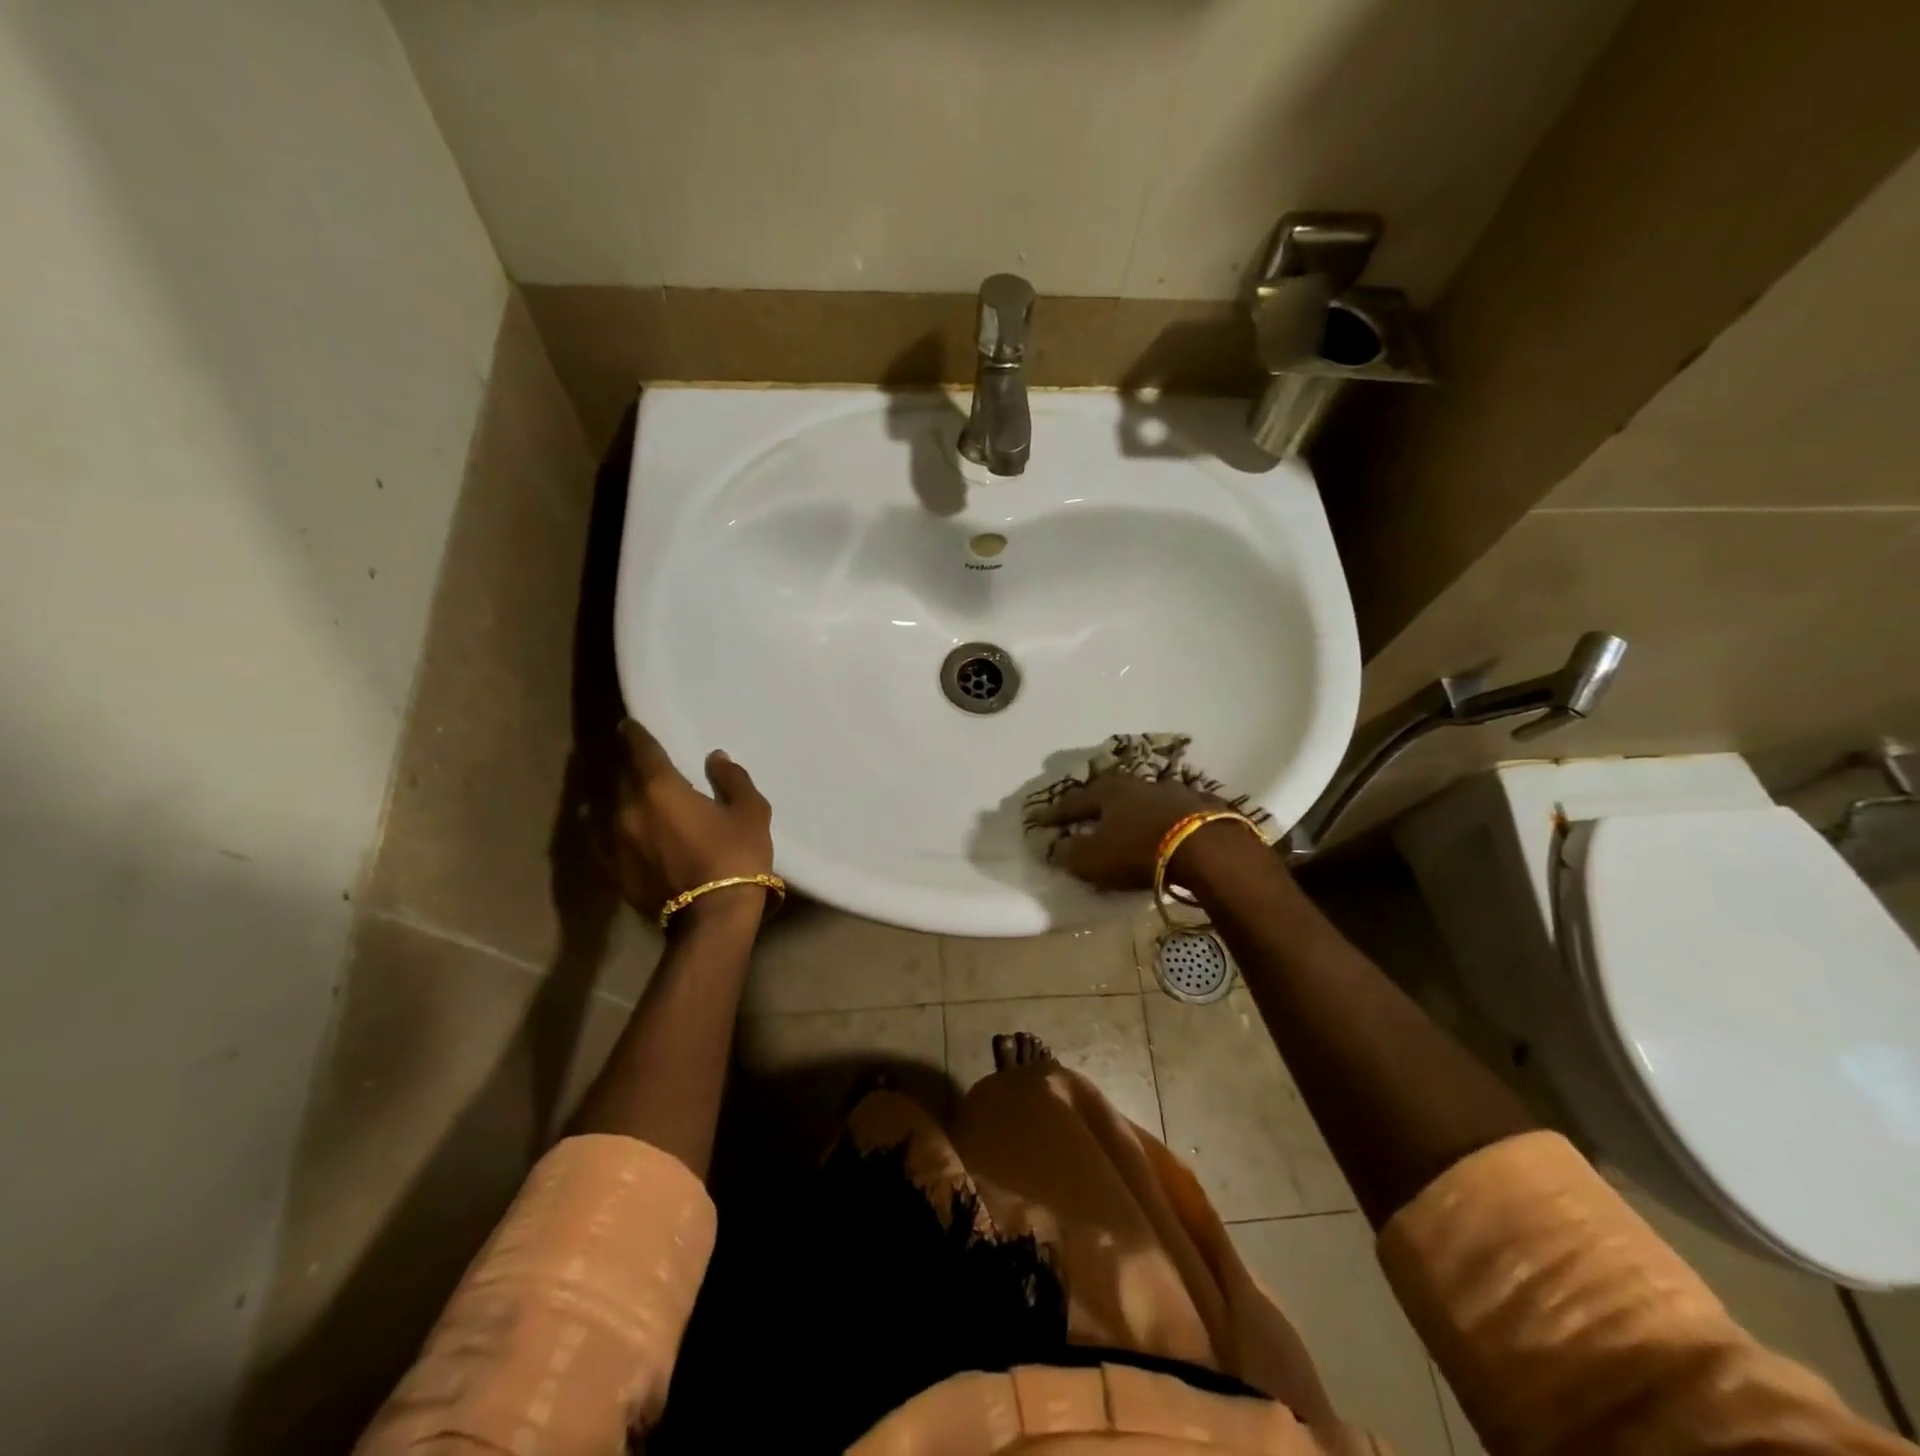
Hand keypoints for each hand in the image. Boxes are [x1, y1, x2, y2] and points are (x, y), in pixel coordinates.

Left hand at [607, 719, 773, 922]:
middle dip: (629, 765)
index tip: (628, 725)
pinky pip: (604, 839)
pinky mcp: (613, 870)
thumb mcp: (749, 812)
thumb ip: (731, 779)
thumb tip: (715, 759)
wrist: (713, 918)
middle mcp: (628, 809)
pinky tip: (615, 828)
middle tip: (638, 761)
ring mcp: (614, 842)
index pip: (639, 750)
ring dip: (621, 796)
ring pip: (611, 807)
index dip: (634, 734)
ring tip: (632, 795)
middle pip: (622, 777)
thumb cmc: (736, 856)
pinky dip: (610, 827)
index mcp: (659, 788)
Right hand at [1026, 772, 1213, 890]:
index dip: (1055, 813)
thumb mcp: (1093, 859)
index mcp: (1107, 792)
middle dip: (1095, 802)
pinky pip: (1171, 811)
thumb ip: (1070, 852)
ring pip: (1142, 798)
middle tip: (1084, 813)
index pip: (1073, 801)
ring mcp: (1172, 792)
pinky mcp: (1200, 806)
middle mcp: (1137, 784)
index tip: (1039, 820)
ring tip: (1124, 822)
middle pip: (1109, 791)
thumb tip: (1056, 846)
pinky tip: (1162, 828)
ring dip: (1130, 810)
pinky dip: (1160, 819)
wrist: (1206, 848)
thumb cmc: (1138, 851)